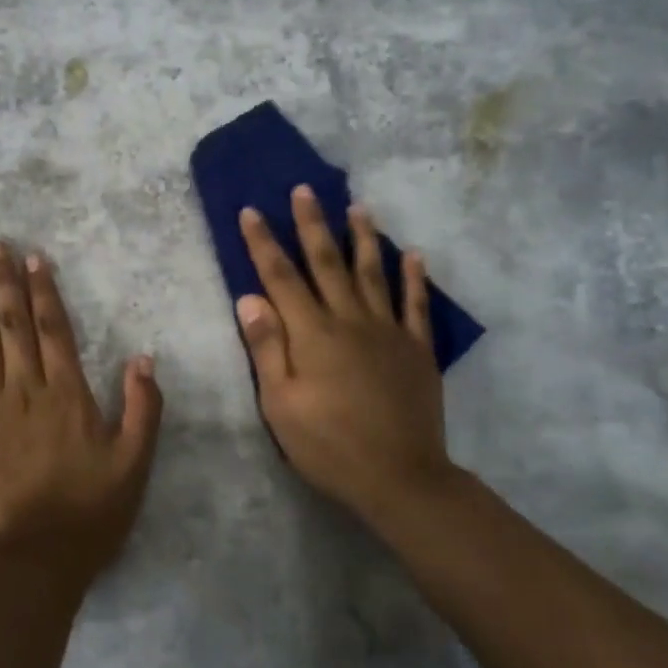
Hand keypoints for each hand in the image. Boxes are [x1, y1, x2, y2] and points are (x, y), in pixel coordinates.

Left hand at [0, 243, 163, 588]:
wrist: (30, 563)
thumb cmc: (88, 516)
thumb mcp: (135, 465)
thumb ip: (143, 408)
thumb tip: (143, 356)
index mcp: (68, 395)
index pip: (55, 330)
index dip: (44, 292)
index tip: (33, 260)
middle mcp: (26, 391)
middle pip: (14, 326)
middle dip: (4, 283)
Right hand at [237, 188, 462, 525]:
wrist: (399, 477)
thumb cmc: (328, 445)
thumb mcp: (280, 404)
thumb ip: (267, 348)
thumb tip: (249, 298)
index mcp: (312, 334)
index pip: (281, 278)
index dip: (264, 243)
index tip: (252, 211)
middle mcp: (350, 320)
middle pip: (327, 263)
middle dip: (312, 224)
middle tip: (304, 190)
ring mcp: (388, 332)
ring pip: (373, 273)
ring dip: (363, 238)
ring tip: (358, 207)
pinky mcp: (417, 349)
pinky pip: (416, 305)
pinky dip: (414, 277)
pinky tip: (413, 254)